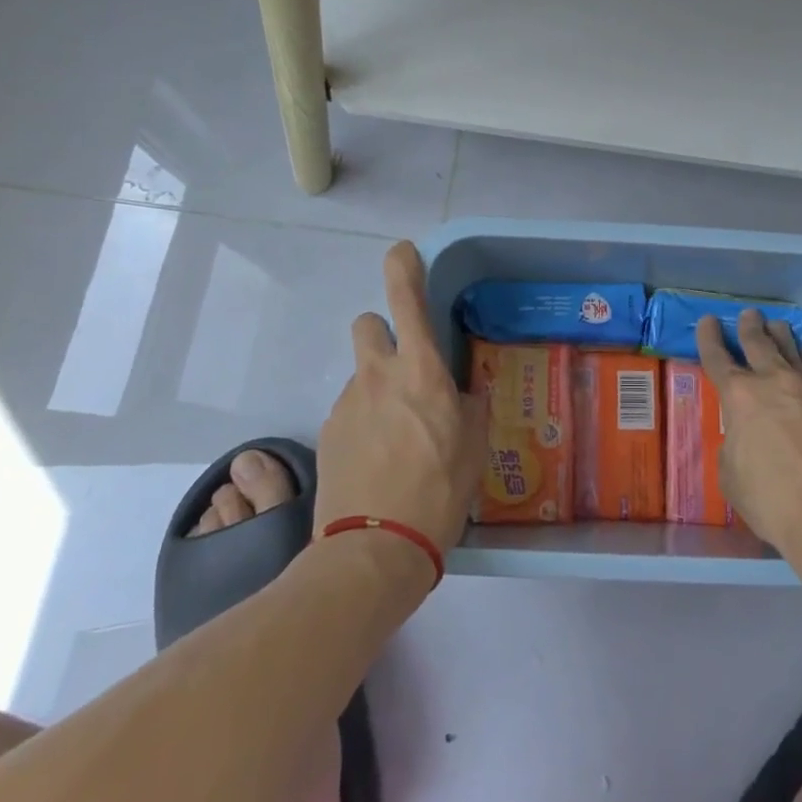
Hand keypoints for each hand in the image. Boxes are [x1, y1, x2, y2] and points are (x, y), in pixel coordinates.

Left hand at [316, 242, 485, 558]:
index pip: (405, 299)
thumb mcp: (474, 444)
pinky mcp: (328, 433)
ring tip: (397, 435)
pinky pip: (350, 409)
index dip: (403, 266)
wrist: (375, 549)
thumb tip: (461, 392)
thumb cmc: (439, 490)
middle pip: (367, 324)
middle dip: (383, 334)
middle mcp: (377, 375)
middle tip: (405, 370)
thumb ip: (468, 406)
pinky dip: (364, 421)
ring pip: (361, 374)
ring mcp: (346, 403)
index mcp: (420, 370)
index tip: (403, 252)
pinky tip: (378, 459)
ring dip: (377, 387)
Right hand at [696, 310, 801, 563]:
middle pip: (758, 342)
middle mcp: (772, 381)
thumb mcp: (731, 477)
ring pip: (790, 348)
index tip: (708, 321)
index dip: (709, 338)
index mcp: (739, 397)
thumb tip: (743, 437)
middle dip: (749, 326)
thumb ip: (733, 446)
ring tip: (776, 324)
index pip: (718, 358)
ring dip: (779, 334)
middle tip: (748, 314)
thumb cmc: (773, 500)